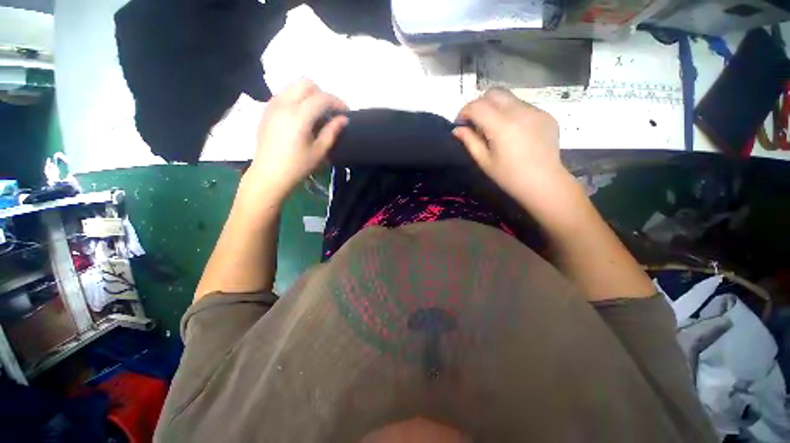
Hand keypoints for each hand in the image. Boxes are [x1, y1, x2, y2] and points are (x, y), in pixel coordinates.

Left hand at [245, 78, 347, 200]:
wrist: (269, 173)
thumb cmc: (297, 166)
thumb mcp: (319, 151)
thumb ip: (332, 131)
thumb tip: (343, 119)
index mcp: (299, 116)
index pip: (321, 98)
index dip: (337, 102)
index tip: (346, 111)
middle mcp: (284, 104)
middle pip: (306, 83)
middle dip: (322, 93)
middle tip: (330, 110)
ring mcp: (273, 104)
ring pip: (293, 85)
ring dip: (309, 94)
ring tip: (317, 112)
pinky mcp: (267, 109)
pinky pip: (284, 93)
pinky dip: (297, 97)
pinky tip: (302, 114)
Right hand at [453, 89, 568, 206]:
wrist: (544, 183)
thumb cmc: (509, 177)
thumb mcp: (484, 161)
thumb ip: (470, 141)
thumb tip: (457, 129)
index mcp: (501, 126)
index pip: (477, 106)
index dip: (464, 111)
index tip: (460, 123)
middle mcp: (519, 111)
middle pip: (493, 93)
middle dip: (479, 104)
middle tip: (475, 122)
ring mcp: (535, 111)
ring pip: (509, 98)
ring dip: (496, 108)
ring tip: (494, 128)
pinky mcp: (545, 114)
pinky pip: (523, 106)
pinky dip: (511, 113)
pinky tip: (513, 131)